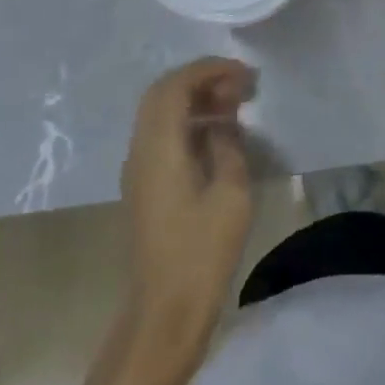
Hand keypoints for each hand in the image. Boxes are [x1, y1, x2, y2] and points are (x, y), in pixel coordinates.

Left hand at [120, 58, 256, 341]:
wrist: (163, 315)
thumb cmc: (201, 253)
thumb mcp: (231, 193)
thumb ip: (228, 144)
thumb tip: (224, 121)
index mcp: (159, 146)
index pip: (177, 85)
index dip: (210, 70)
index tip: (245, 75)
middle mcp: (141, 150)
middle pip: (164, 93)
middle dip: (202, 79)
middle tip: (240, 86)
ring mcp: (138, 169)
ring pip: (161, 113)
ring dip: (195, 99)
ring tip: (235, 106)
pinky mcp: (144, 186)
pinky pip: (162, 134)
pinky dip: (189, 121)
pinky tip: (218, 136)